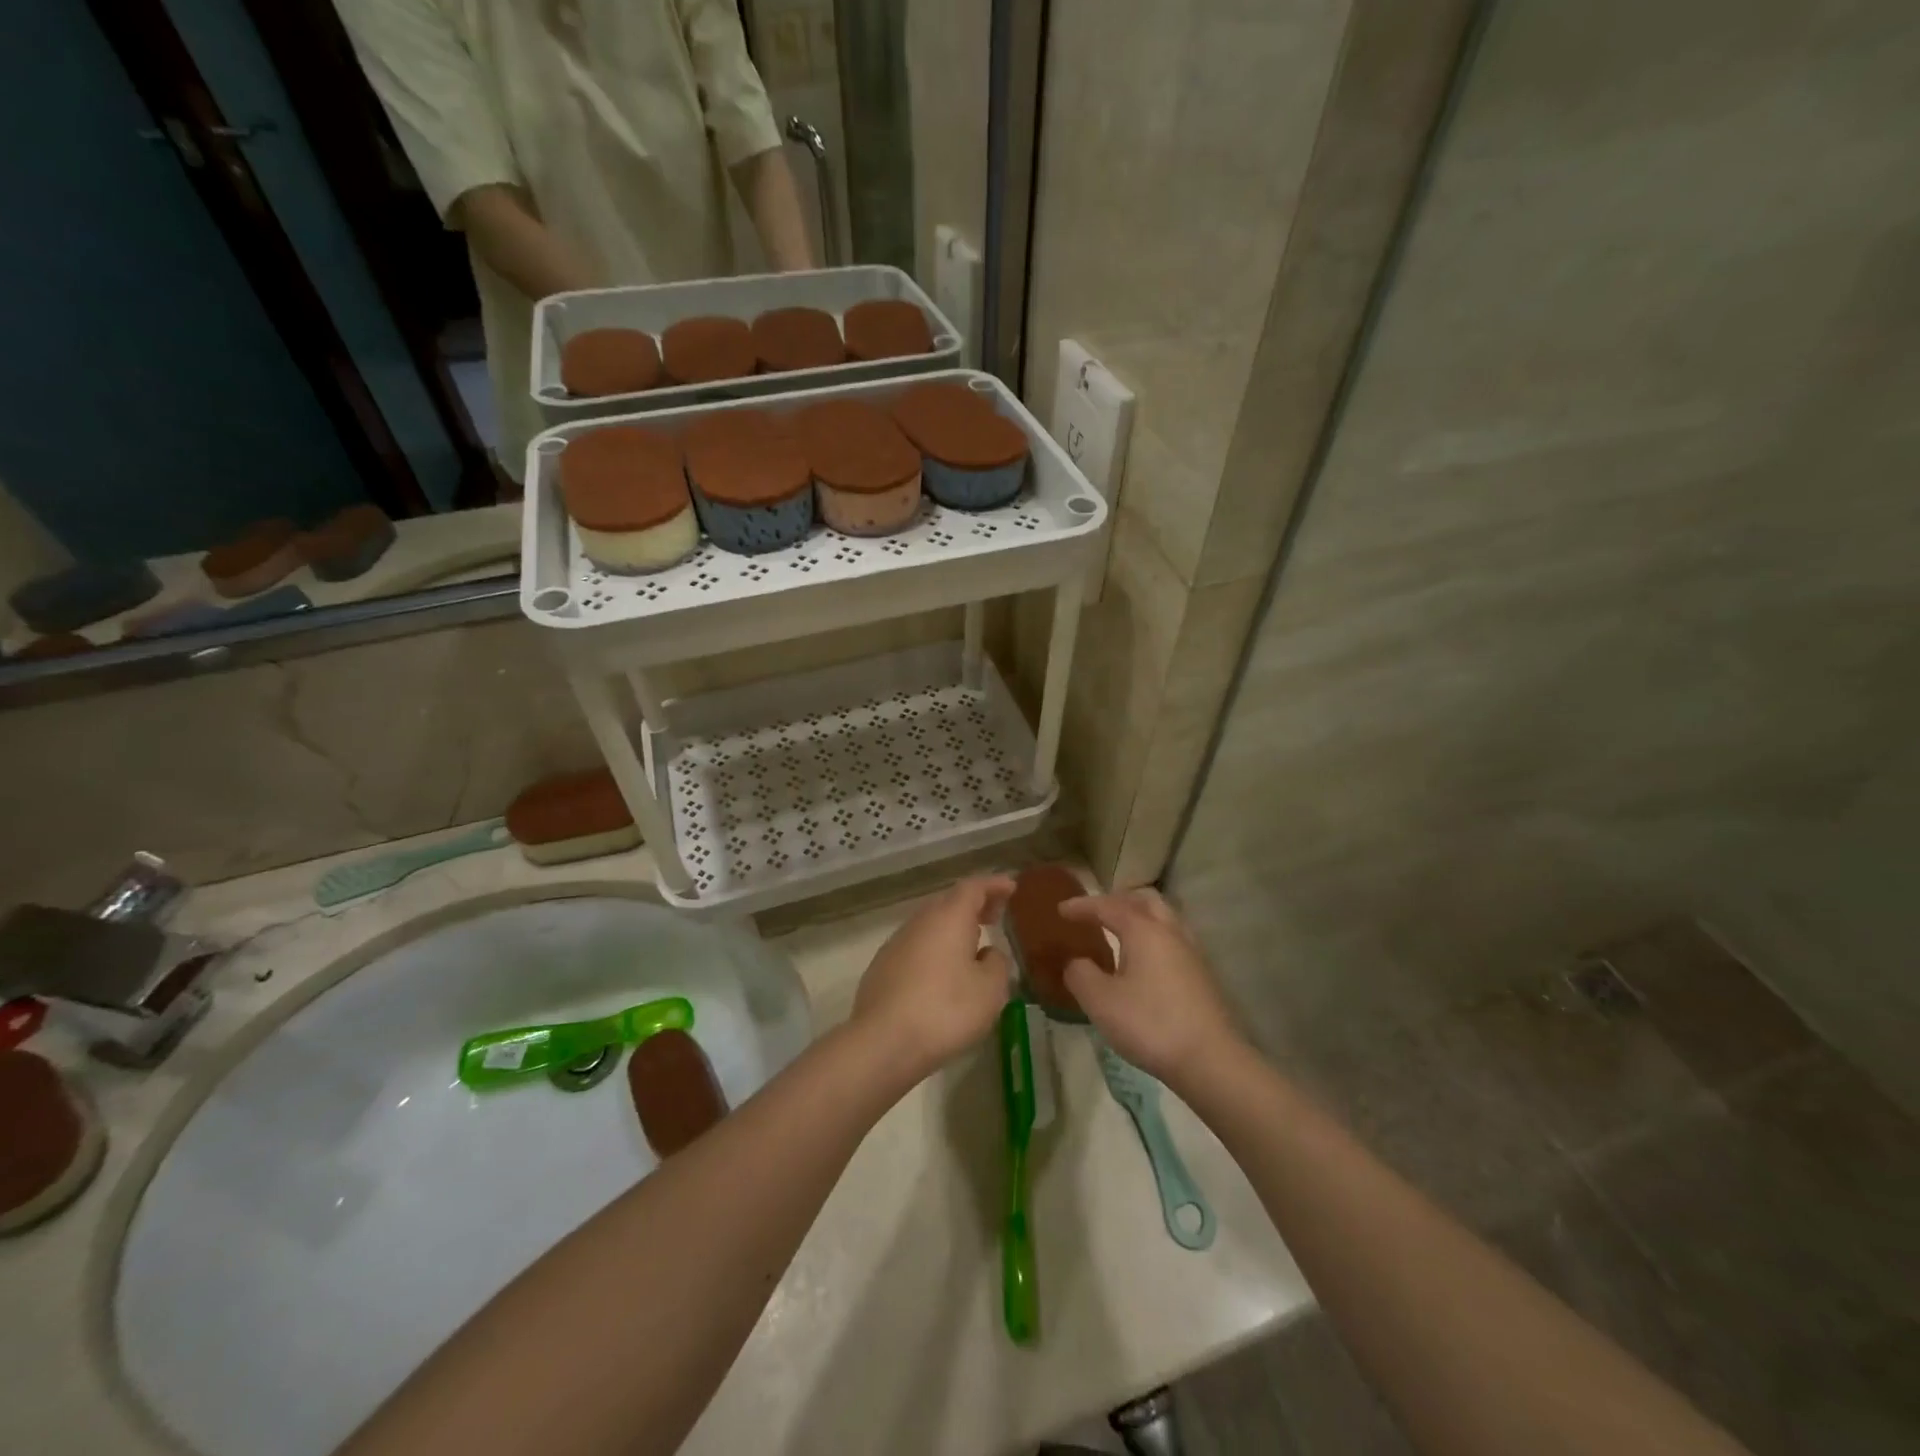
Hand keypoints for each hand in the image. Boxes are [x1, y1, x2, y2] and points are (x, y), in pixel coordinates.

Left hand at [852, 876, 1014, 1080]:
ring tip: (972, 943)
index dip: (994, 885)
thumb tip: (988, 953)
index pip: (974, 887)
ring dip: (953, 927)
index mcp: (949, 917)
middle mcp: (920, 921)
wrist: (883, 1041)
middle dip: (974, 905)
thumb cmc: (946, 1009)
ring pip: (930, 924)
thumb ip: (996, 964)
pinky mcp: (882, 967)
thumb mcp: (990, 990)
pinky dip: (935, 948)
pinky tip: (942, 971)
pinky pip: (916, 946)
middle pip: (949, 902)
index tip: (1011, 887)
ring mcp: (896, 943)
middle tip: (995, 914)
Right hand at [1060, 889, 1241, 1087]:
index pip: (1108, 906)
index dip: (1082, 906)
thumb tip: (1076, 962)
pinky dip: (1153, 937)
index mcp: (1143, 930)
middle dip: (1117, 901)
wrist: (1210, 1060)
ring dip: (1139, 916)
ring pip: (1164, 917)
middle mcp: (1170, 931)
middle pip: (1144, 900)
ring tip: (1119, 933)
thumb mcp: (1100, 1002)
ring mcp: (1191, 952)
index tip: (1060, 910)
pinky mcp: (1202, 974)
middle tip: (1096, 913)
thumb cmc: (1150, 1024)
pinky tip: (1144, 961)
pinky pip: (1172, 939)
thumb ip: (1080, 974)